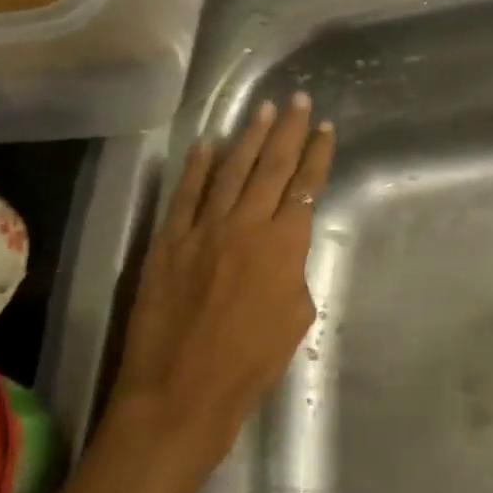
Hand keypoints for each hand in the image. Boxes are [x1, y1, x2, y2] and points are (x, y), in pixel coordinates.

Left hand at [107, 94, 334, 470]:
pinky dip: (198, 167)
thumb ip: (294, 272)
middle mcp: (244, 225)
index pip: (305, 188)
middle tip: (297, 100)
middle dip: (287, 131)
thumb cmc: (250, 365)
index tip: (325, 130)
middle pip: (270, 167)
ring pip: (230, 171)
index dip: (317, 156)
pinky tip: (207, 143)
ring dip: (247, 138)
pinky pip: (185, 194)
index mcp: (283, 246)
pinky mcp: (167, 242)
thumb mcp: (296, 318)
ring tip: (261, 110)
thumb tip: (284, 249)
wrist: (180, 392)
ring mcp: (201, 230)